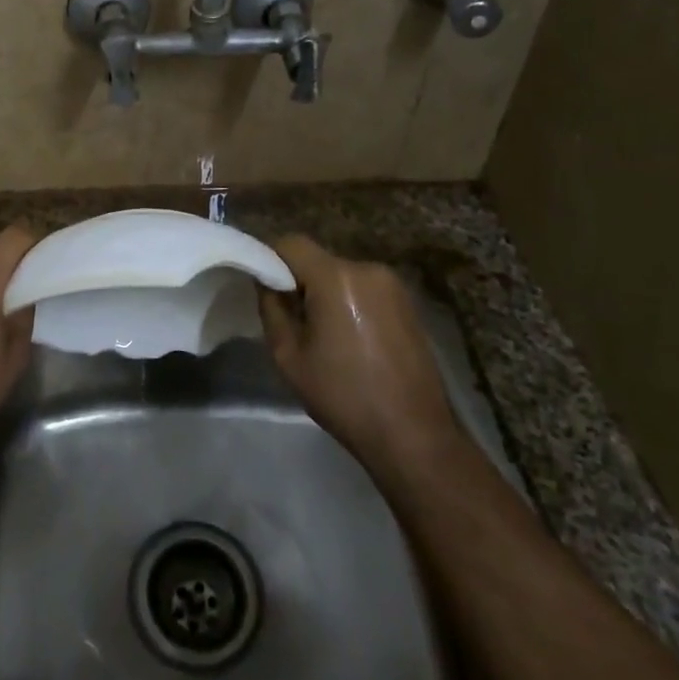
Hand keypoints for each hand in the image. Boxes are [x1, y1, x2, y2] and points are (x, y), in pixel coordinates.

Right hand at [258, 235, 460, 482]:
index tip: (264, 290)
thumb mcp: (288, 357)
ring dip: (325, 293)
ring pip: (341, 275)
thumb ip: (271, 308)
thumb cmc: (344, 396)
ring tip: (323, 336)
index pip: (291, 243)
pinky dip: (349, 303)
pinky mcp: (408, 303)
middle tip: (291, 319)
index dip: (271, 260)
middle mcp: (367, 269)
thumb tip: (267, 282)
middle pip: (318, 260)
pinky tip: (351, 341)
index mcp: (336, 277)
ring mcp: (393, 285)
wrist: (414, 435)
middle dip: (299, 281)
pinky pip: (364, 289)